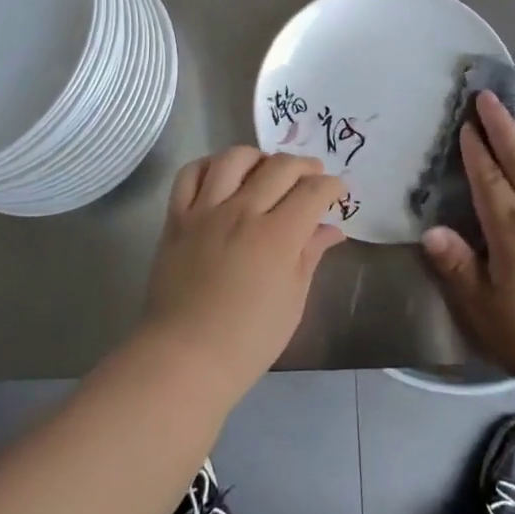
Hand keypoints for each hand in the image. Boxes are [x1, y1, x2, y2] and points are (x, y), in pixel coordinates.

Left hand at [140, 148, 347, 397]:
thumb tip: (331, 229)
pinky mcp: (177, 217)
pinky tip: (221, 174)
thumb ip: (310, 255)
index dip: (332, 185)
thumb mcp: (292, 301)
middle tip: (312, 176)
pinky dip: (209, 165)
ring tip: (266, 170)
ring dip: (258, 157)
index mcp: (277, 236)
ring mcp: (205, 211)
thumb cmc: (248, 339)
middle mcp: (242, 212)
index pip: (313, 191)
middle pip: (279, 167)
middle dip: (304, 166)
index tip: (338, 190)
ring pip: (234, 158)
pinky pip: (190, 174)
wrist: (185, 356)